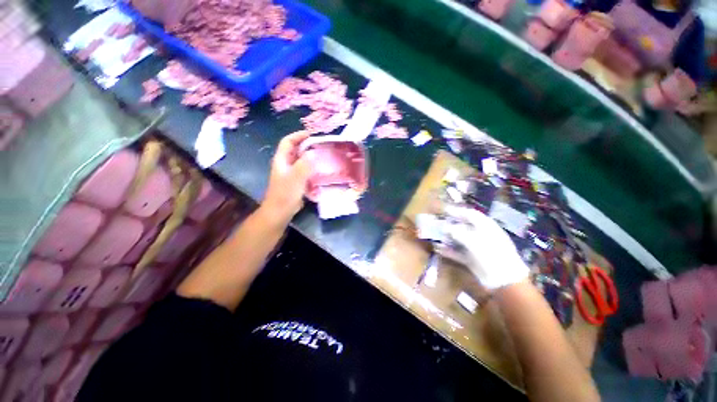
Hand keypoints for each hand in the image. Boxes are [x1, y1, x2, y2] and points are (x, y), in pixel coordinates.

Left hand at [261, 131, 312, 224]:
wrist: (280, 211)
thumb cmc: (285, 194)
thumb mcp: (296, 178)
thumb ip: (305, 165)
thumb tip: (314, 153)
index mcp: (281, 160)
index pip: (287, 142)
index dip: (298, 135)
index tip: (311, 134)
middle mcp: (285, 164)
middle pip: (295, 150)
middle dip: (306, 146)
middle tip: (321, 146)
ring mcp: (290, 173)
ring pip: (300, 161)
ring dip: (310, 157)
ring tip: (323, 157)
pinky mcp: (295, 182)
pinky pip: (304, 171)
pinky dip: (311, 168)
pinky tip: (320, 171)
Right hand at [440, 205, 529, 289]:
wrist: (504, 280)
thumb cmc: (490, 254)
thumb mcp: (473, 240)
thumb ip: (457, 232)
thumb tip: (445, 227)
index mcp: (486, 227)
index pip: (470, 215)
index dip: (457, 211)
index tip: (444, 210)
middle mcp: (481, 236)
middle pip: (464, 227)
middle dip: (450, 225)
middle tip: (437, 223)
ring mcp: (477, 248)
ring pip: (459, 240)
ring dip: (447, 238)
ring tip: (435, 235)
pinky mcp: (472, 260)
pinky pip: (458, 253)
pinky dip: (449, 251)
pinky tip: (439, 249)